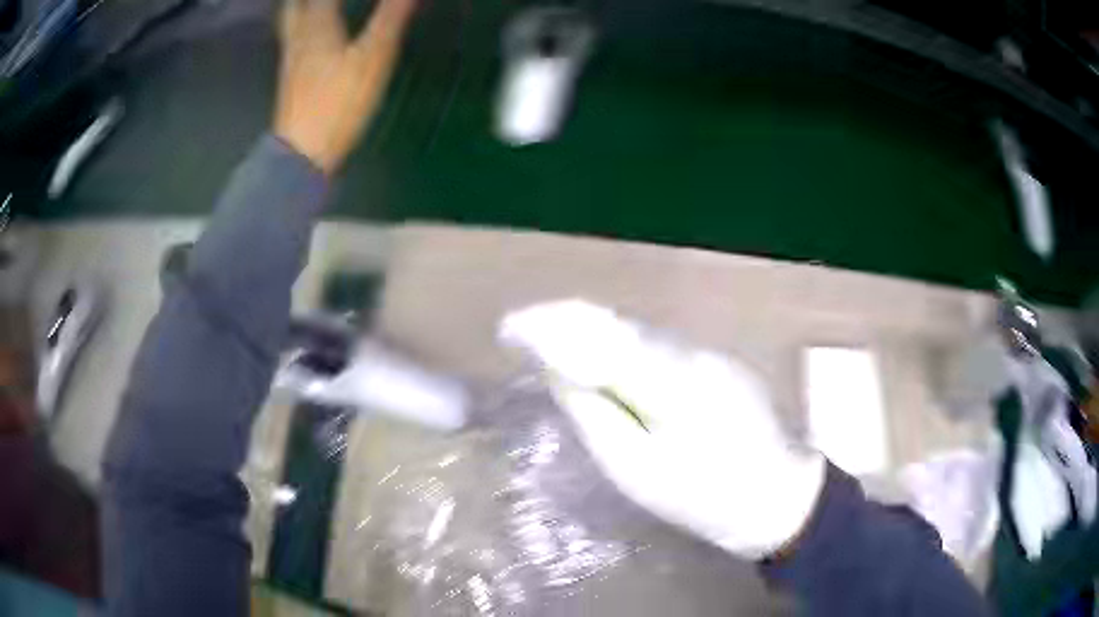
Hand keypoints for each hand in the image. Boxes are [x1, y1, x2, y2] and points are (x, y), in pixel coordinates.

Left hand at [275, 0, 416, 173]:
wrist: (302, 152)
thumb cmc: (338, 101)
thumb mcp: (373, 56)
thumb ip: (391, 16)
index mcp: (317, 25)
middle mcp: (298, 37)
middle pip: (294, 4)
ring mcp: (290, 60)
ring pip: (289, 22)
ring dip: (299, 6)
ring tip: (311, 4)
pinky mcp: (290, 80)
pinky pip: (292, 41)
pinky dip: (300, 27)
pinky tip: (310, 34)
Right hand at [500, 300, 826, 558]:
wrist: (779, 498)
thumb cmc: (705, 498)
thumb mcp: (638, 470)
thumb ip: (596, 415)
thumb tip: (559, 373)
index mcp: (669, 377)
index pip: (596, 334)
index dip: (548, 326)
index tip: (510, 329)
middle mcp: (690, 351)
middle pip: (616, 324)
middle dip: (565, 323)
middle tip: (524, 335)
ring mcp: (709, 355)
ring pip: (637, 333)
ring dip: (591, 334)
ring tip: (552, 345)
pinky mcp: (718, 365)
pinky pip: (656, 347)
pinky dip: (619, 349)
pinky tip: (603, 363)